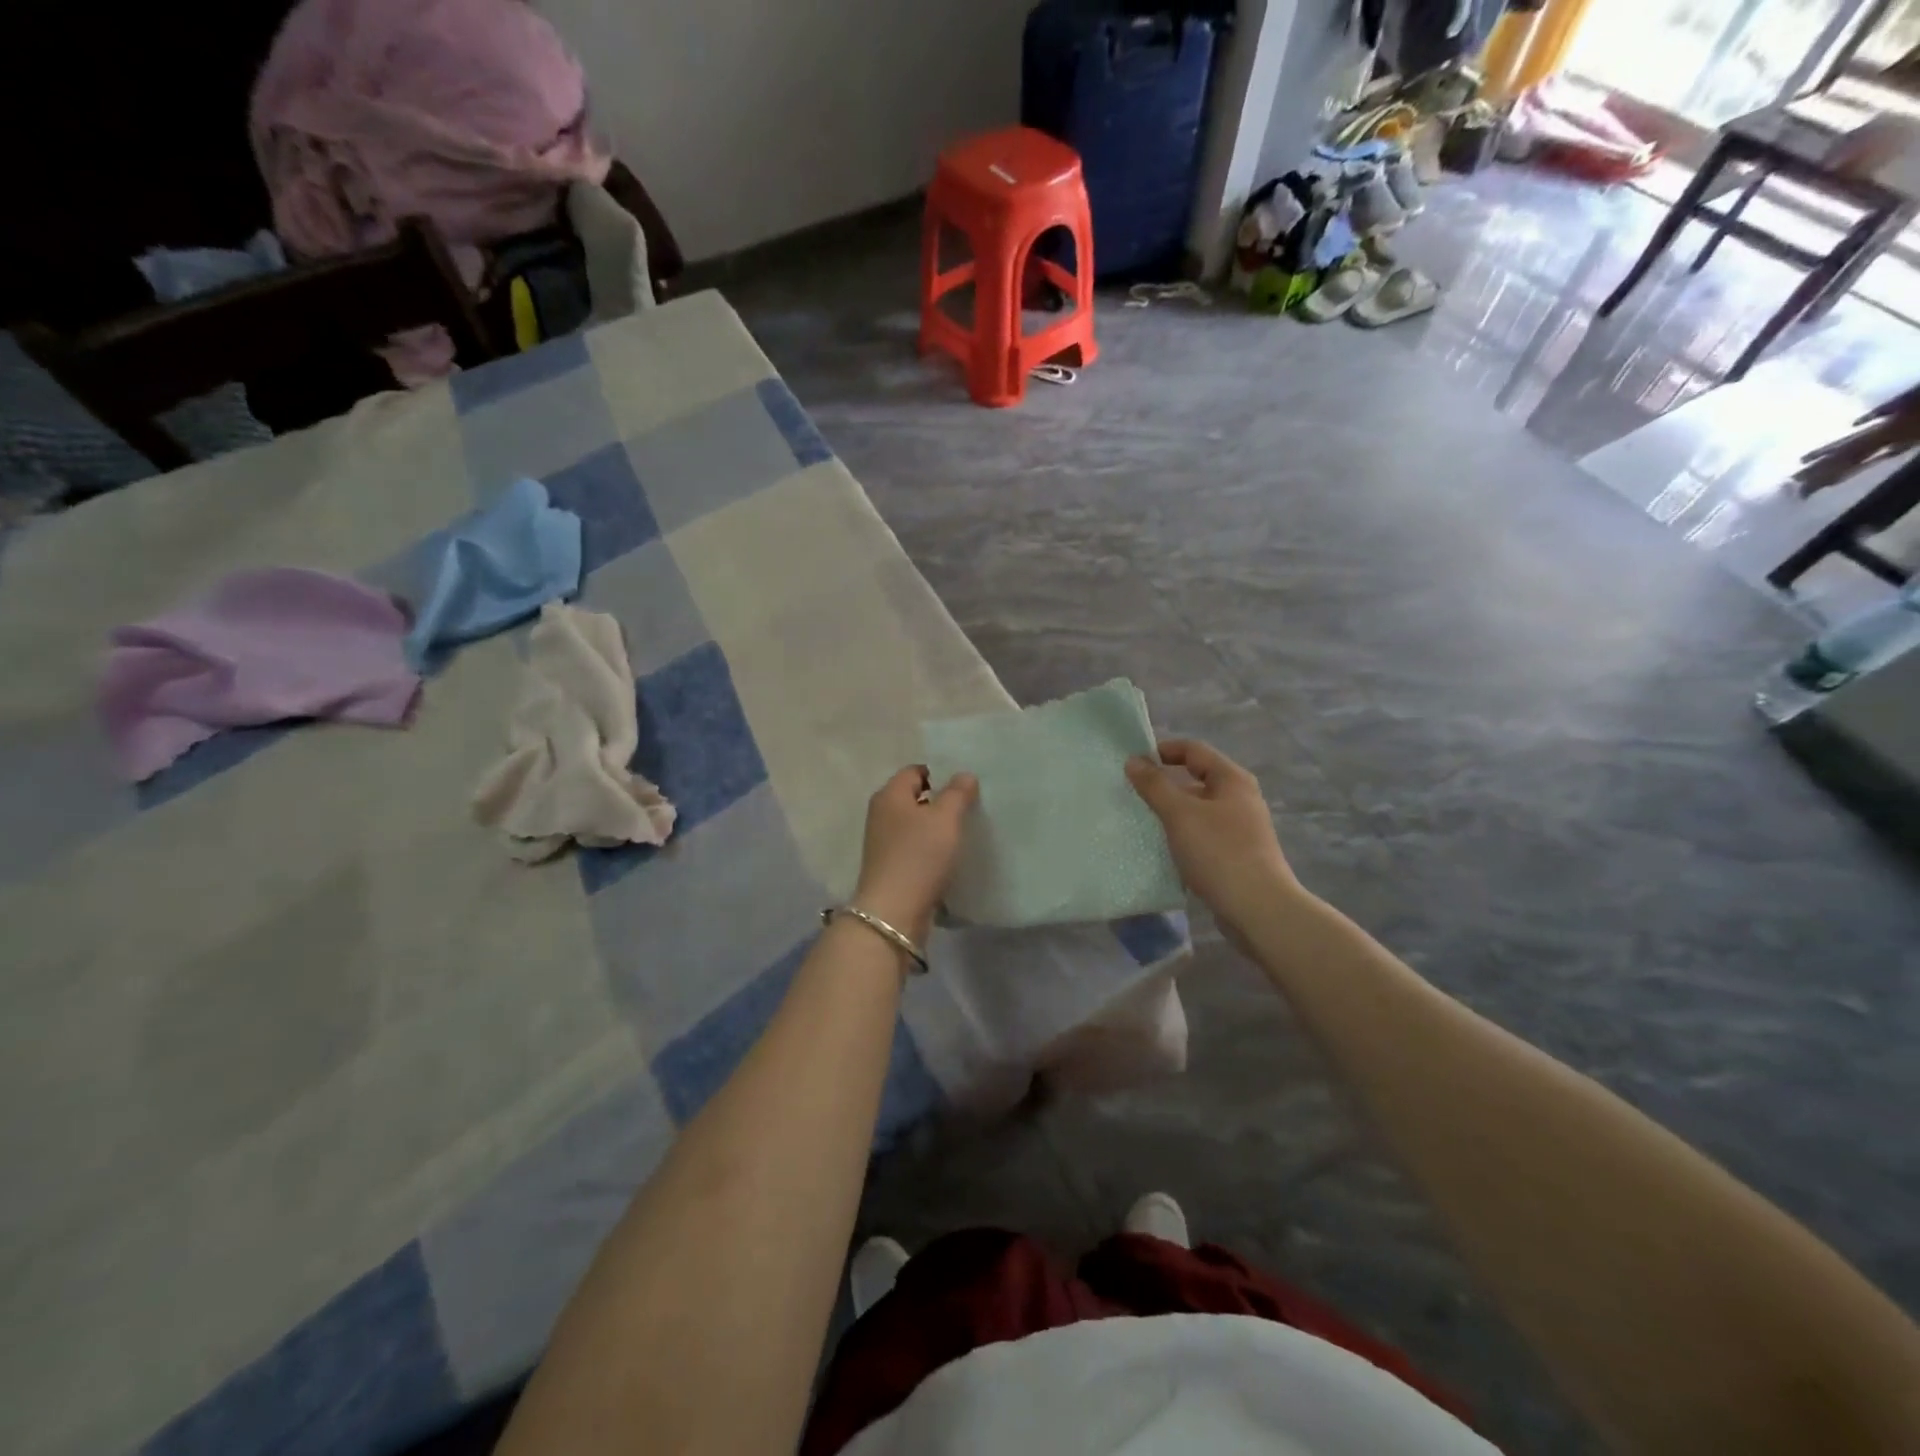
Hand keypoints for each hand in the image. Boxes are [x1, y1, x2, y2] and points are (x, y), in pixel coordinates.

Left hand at [852, 766, 978, 946]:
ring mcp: (884, 842)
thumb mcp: (945, 818)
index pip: (915, 771)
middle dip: (941, 800)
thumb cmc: (919, 856)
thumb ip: (957, 793)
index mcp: (889, 795)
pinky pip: (915, 848)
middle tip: (971, 807)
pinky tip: (950, 856)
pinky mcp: (891, 866)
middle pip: (915, 797)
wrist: (894, 913)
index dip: (940, 773)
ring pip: (916, 824)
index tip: (966, 785)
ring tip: (965, 831)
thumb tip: (964, 775)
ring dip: (937, 827)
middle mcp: (882, 814)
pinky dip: (931, 849)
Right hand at [1126, 738, 1299, 938]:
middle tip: (1132, 794)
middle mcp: (1240, 798)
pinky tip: (1162, 849)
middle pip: (1196, 779)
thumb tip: (1134, 760)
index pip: (1193, 750)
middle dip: (1163, 784)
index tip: (1133, 762)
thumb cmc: (1219, 852)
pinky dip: (1181, 836)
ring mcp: (1240, 828)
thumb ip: (1154, 785)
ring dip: (1170, 812)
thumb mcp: (1180, 814)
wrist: (1258, 909)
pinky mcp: (1236, 854)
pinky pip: (1202, 834)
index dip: (1163, 750)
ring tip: (1141, 822)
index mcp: (1232, 779)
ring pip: (1198, 810)